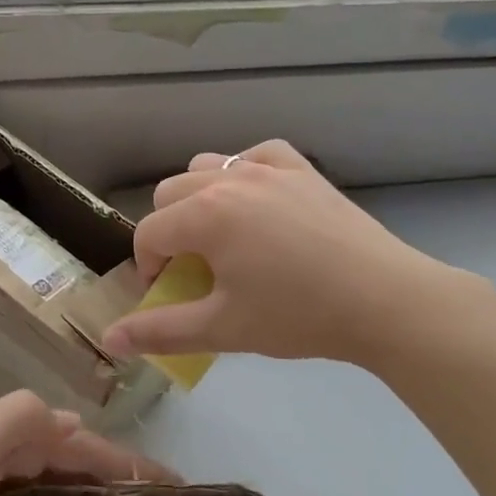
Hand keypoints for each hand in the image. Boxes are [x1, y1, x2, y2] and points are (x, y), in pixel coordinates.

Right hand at [103, 140, 478, 366]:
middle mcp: (229, 178)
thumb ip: (160, 331)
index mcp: (204, 214)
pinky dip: (244, 173)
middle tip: (194, 269)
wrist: (385, 301)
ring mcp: (268, 168)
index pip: (148, 233)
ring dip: (199, 199)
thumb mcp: (222, 328)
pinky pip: (255, 155)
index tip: (169, 294)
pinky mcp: (302, 169)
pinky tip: (258, 202)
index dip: (148, 267)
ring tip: (223, 236)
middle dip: (169, 231)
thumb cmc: (298, 316)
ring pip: (207, 167)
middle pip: (169, 194)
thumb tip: (109, 339)